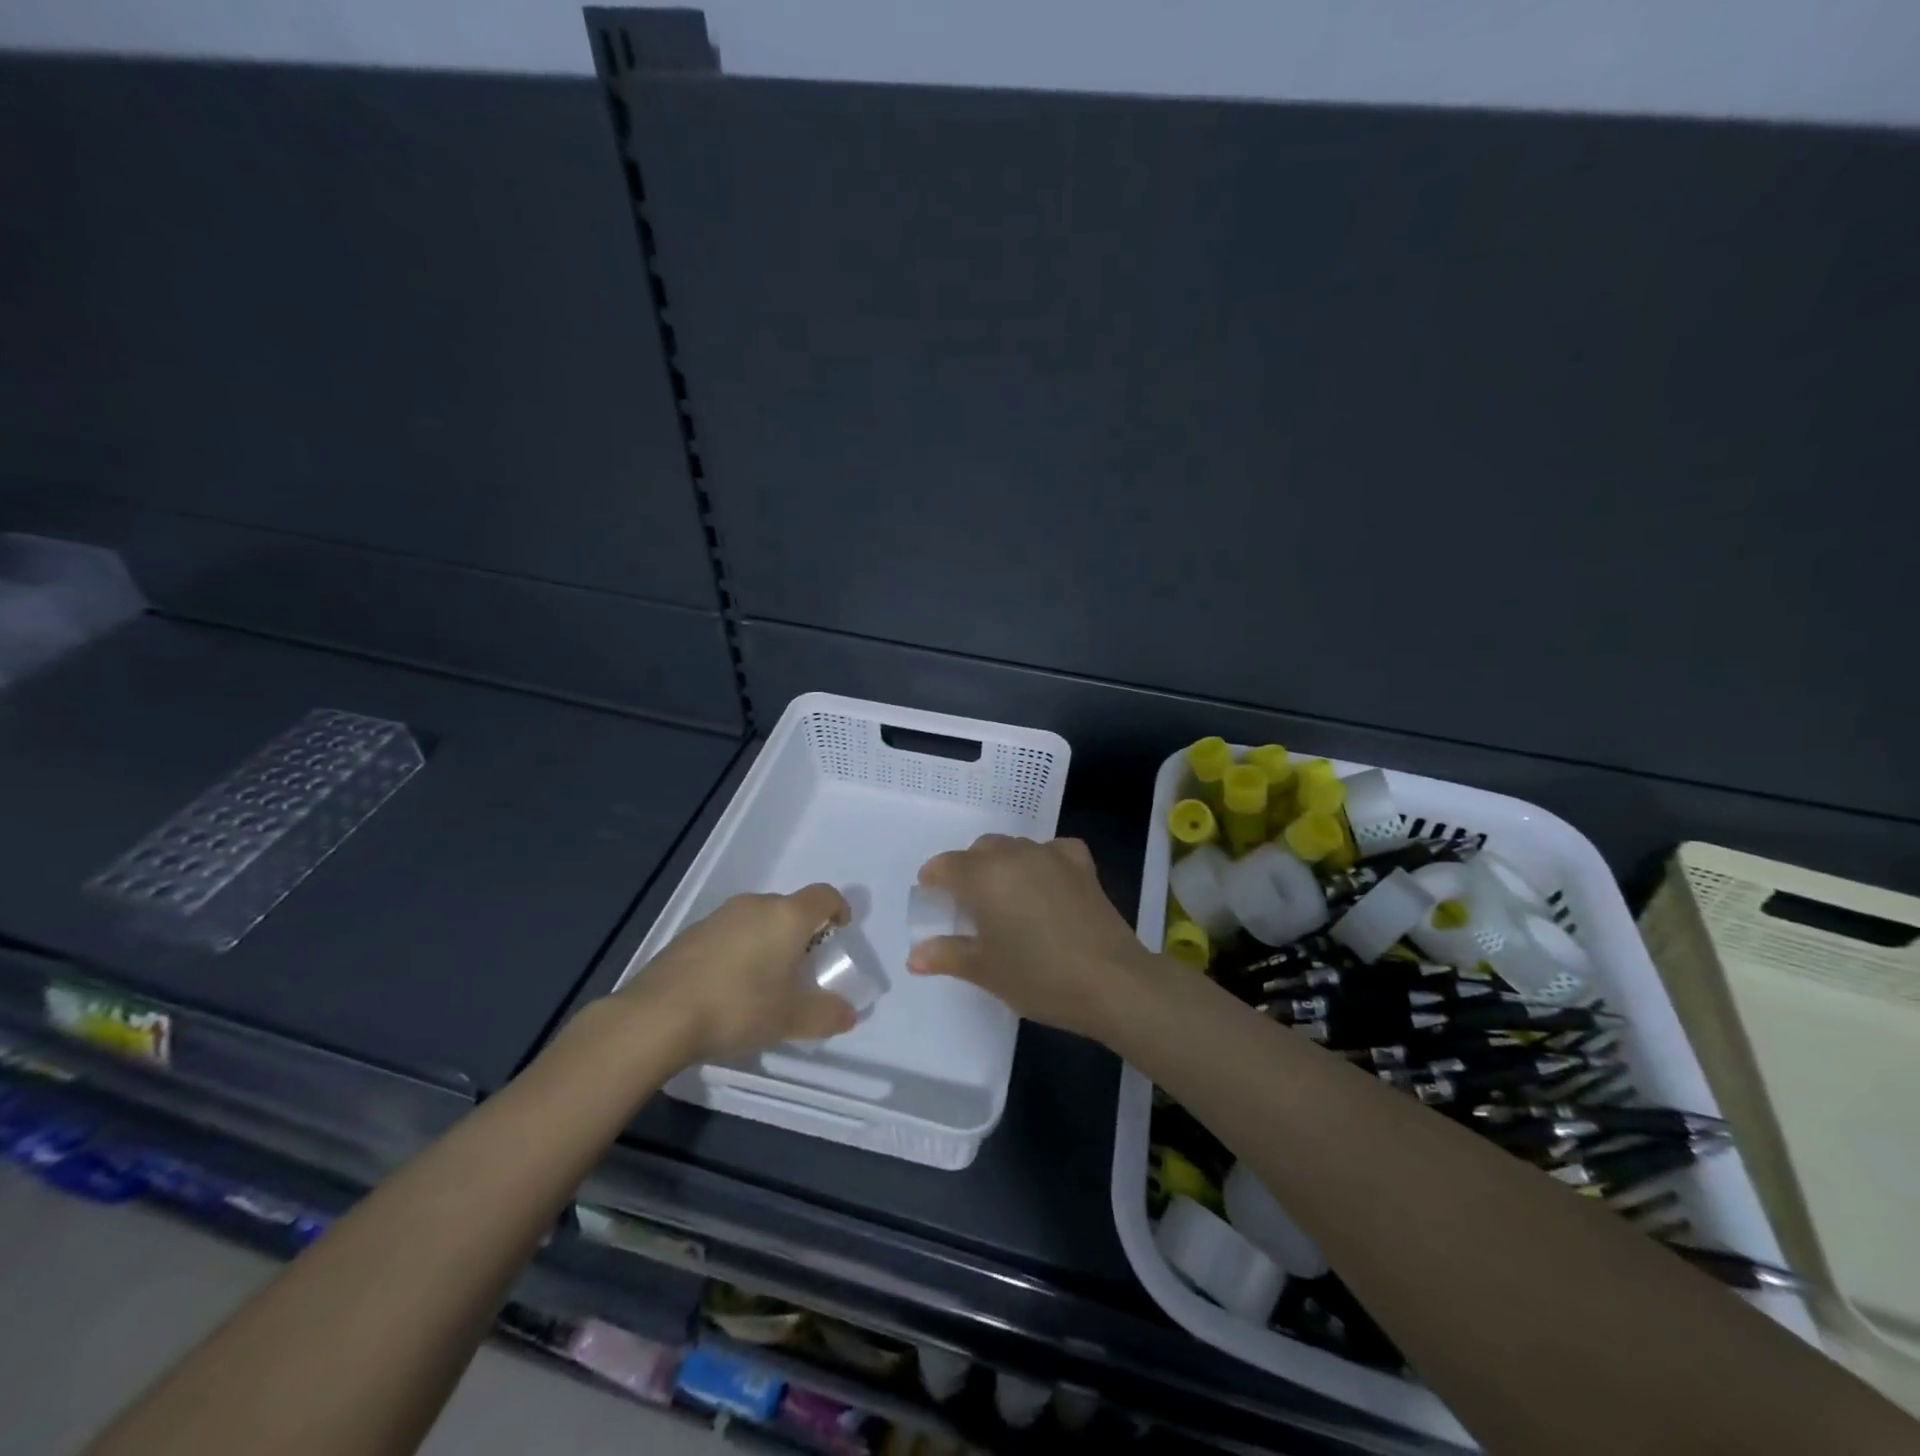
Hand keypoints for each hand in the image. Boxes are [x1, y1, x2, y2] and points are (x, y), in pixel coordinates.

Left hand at [622, 885, 857, 1060]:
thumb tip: (849, 1014)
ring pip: (757, 919)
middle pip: (790, 907)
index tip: (840, 932)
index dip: (838, 909)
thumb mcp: (790, 1019)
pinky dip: (739, 949)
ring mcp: (720, 916)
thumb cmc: (738, 1007)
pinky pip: (729, 932)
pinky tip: (728, 985)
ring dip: (768, 940)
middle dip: (801, 932)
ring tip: (764, 980)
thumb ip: (826, 1015)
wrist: (658, 1015)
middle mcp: (756, 905)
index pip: (824, 895)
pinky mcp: (691, 932)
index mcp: (787, 916)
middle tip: (802, 967)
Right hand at [908, 835, 1161, 1041]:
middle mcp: (1015, 855)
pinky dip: (1041, 861)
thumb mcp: (985, 971)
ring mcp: (1051, 855)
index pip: (946, 866)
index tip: (931, 896)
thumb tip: (914, 956)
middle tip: (967, 904)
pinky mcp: (1082, 864)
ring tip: (1005, 897)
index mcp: (984, 876)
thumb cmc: (1038, 977)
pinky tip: (1045, 882)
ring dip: (1002, 864)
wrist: (1111, 981)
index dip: (933, 879)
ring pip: (1014, 847)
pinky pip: (1051, 850)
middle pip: (980, 850)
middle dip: (967, 869)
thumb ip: (947, 955)